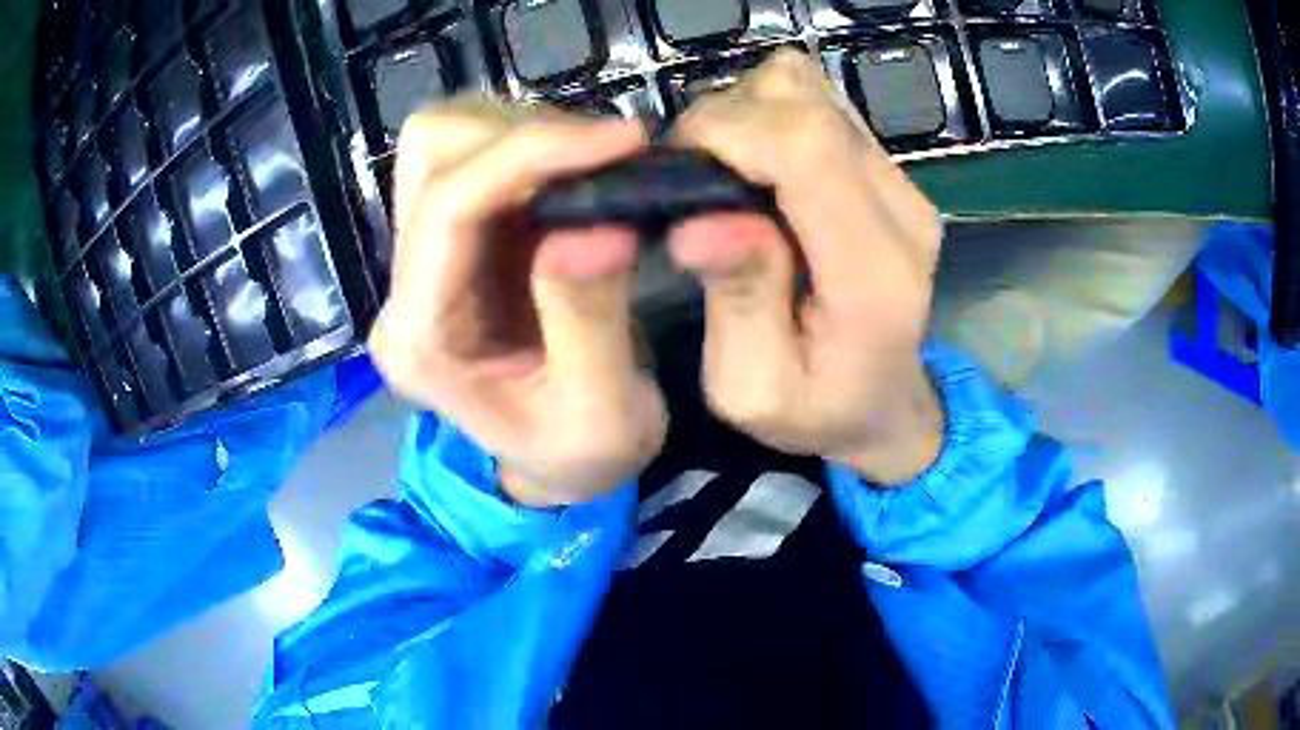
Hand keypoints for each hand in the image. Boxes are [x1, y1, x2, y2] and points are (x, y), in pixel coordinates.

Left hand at [369, 100, 667, 505]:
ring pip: (447, 142)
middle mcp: (405, 287)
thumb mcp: (603, 413)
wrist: (559, 465)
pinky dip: (534, 148)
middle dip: (524, 136)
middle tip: (611, 157)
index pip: (447, 209)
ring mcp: (424, 258)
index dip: (530, 156)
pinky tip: (580, 175)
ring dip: (527, 134)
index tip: (624, 141)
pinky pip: (478, 157)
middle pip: (430, 155)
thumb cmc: (580, 455)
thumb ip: (590, 321)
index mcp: (422, 339)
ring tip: (597, 166)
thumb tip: (600, 227)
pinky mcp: (455, 241)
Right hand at [669, 50, 944, 484]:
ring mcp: (901, 182)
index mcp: (872, 273)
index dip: (727, 131)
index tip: (674, 164)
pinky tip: (758, 170)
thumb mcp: (753, 389)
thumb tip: (700, 221)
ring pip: (809, 90)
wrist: (885, 403)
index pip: (807, 148)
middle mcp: (900, 209)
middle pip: (804, 103)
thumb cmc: (818, 411)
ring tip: (726, 175)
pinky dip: (771, 118)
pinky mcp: (888, 170)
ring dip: (749, 115)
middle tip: (693, 180)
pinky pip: (818, 104)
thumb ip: (738, 301)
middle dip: (726, 121)